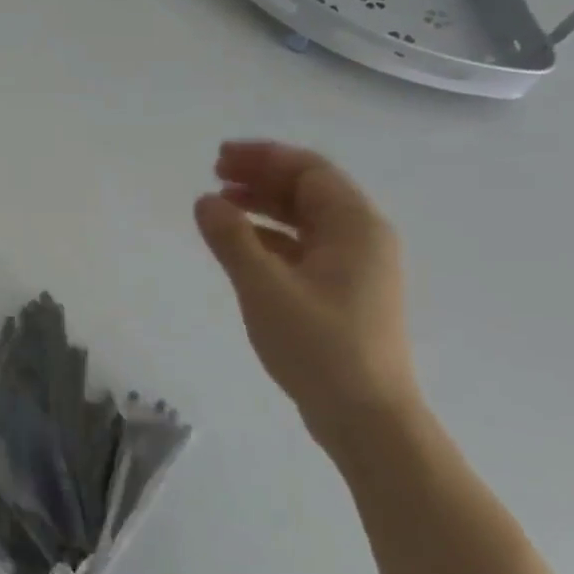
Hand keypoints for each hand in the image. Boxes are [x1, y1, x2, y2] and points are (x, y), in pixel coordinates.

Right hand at [194, 141, 421, 447]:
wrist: (366, 416)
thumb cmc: (319, 346)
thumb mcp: (264, 287)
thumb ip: (232, 238)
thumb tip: (206, 201)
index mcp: (355, 227)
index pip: (310, 171)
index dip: (264, 157)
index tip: (219, 157)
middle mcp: (362, 239)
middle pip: (309, 191)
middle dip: (262, 177)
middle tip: (215, 173)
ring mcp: (355, 268)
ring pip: (306, 219)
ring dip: (265, 205)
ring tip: (222, 203)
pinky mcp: (343, 293)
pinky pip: (304, 247)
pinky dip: (271, 236)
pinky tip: (241, 243)